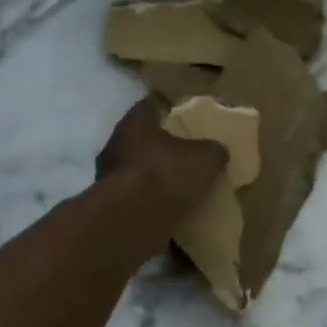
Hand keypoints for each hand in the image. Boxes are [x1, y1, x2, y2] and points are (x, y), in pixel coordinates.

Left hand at [96, 99, 229, 213]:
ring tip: (181, 186)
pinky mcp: (110, 206)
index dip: (169, 109)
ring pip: (137, 170)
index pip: (150, 106)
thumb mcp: (206, 158)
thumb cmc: (167, 174)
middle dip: (162, 146)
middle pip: (142, 139)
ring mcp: (108, 177)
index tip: (185, 116)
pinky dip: (150, 202)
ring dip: (155, 176)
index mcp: (135, 122)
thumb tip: (218, 151)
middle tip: (187, 153)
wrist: (133, 220)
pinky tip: (170, 209)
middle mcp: (116, 144)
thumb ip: (212, 150)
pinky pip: (135, 198)